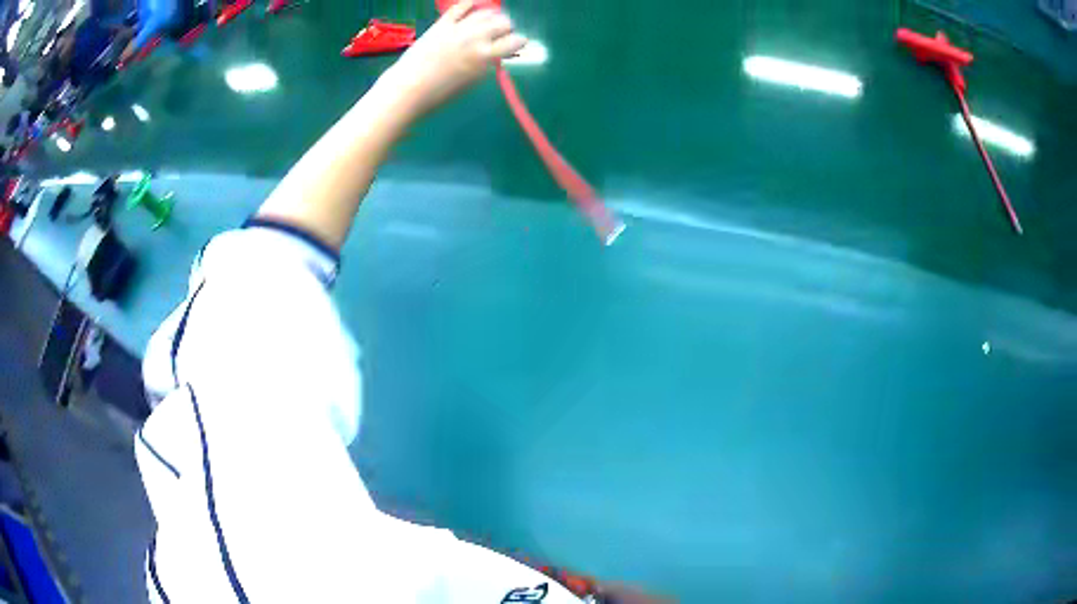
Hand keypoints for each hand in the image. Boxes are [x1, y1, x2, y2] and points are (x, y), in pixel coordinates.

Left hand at [385, 0, 526, 113]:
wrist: (409, 89)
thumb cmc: (441, 93)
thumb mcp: (473, 81)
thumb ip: (488, 64)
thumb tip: (498, 53)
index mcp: (486, 56)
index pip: (516, 41)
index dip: (518, 42)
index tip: (514, 45)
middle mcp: (476, 38)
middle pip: (504, 23)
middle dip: (506, 29)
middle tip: (501, 35)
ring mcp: (458, 28)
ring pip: (486, 12)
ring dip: (492, 17)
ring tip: (488, 23)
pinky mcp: (442, 24)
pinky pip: (461, 6)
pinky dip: (471, 4)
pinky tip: (475, 6)